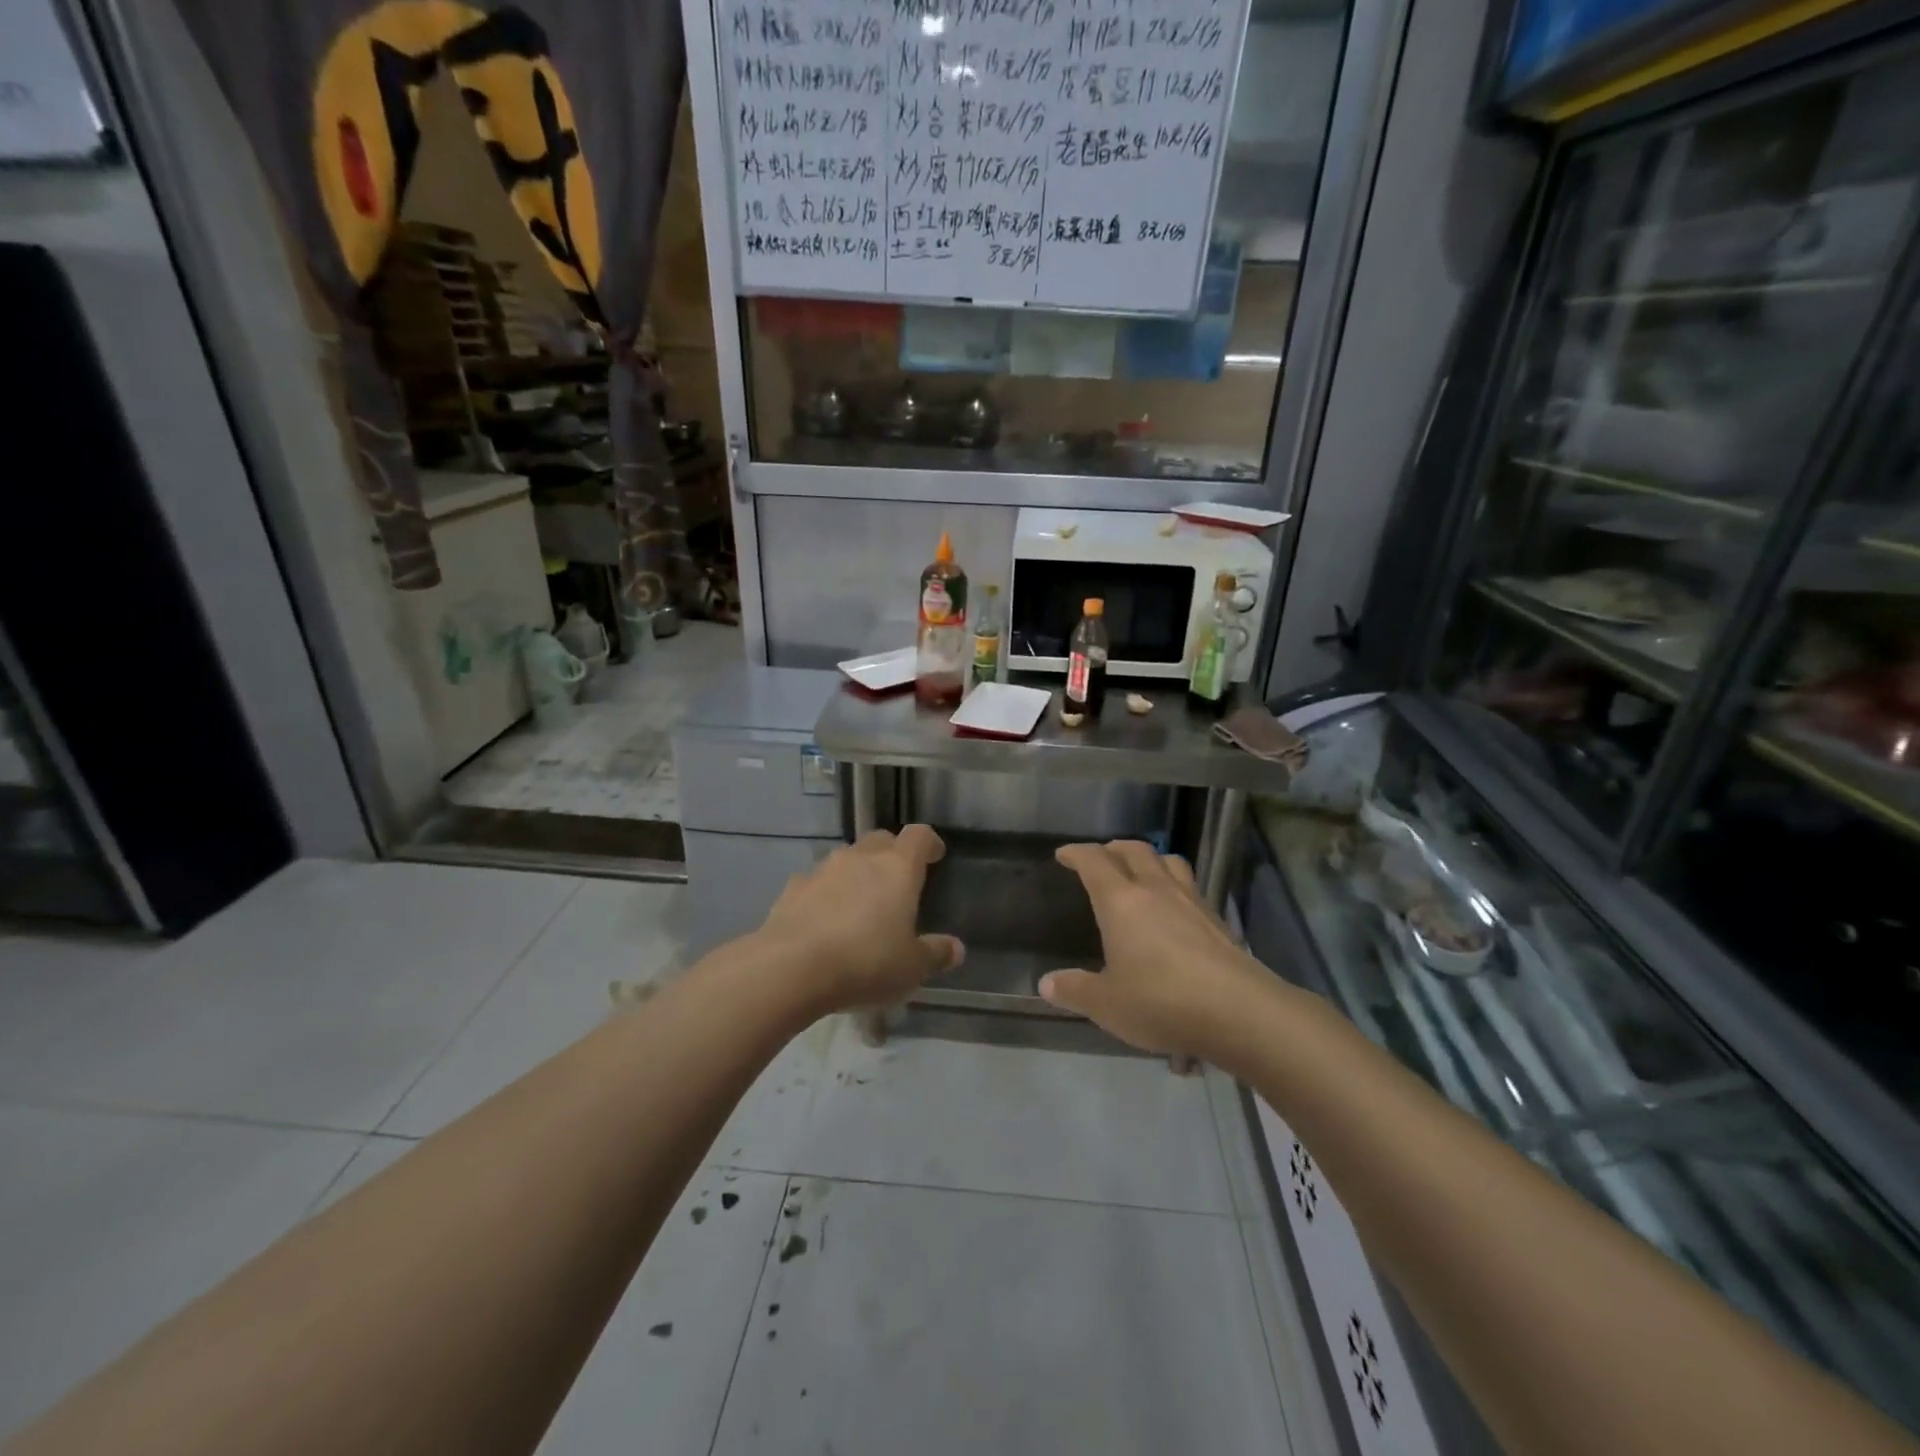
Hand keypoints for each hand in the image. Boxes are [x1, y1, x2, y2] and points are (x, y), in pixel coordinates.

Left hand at [753, 825, 963, 1016]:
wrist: (790, 968)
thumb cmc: (865, 962)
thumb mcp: (911, 968)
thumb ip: (935, 954)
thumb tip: (956, 949)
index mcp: (897, 868)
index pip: (919, 836)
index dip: (929, 842)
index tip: (935, 855)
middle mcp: (861, 857)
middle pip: (880, 840)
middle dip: (892, 854)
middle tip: (898, 881)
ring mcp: (822, 869)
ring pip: (847, 858)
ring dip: (857, 872)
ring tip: (860, 904)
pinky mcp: (792, 888)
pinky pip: (816, 881)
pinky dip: (825, 893)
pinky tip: (824, 920)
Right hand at [1040, 840, 1272, 1058]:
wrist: (1241, 1012)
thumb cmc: (1162, 1002)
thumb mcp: (1107, 1004)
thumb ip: (1076, 990)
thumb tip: (1046, 983)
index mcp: (1121, 902)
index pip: (1094, 862)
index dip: (1076, 853)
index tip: (1064, 854)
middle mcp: (1156, 891)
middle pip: (1135, 851)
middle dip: (1114, 848)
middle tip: (1101, 856)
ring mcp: (1192, 902)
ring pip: (1169, 862)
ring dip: (1150, 859)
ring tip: (1141, 871)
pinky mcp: (1218, 921)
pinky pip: (1190, 887)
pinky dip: (1175, 885)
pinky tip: (1174, 909)